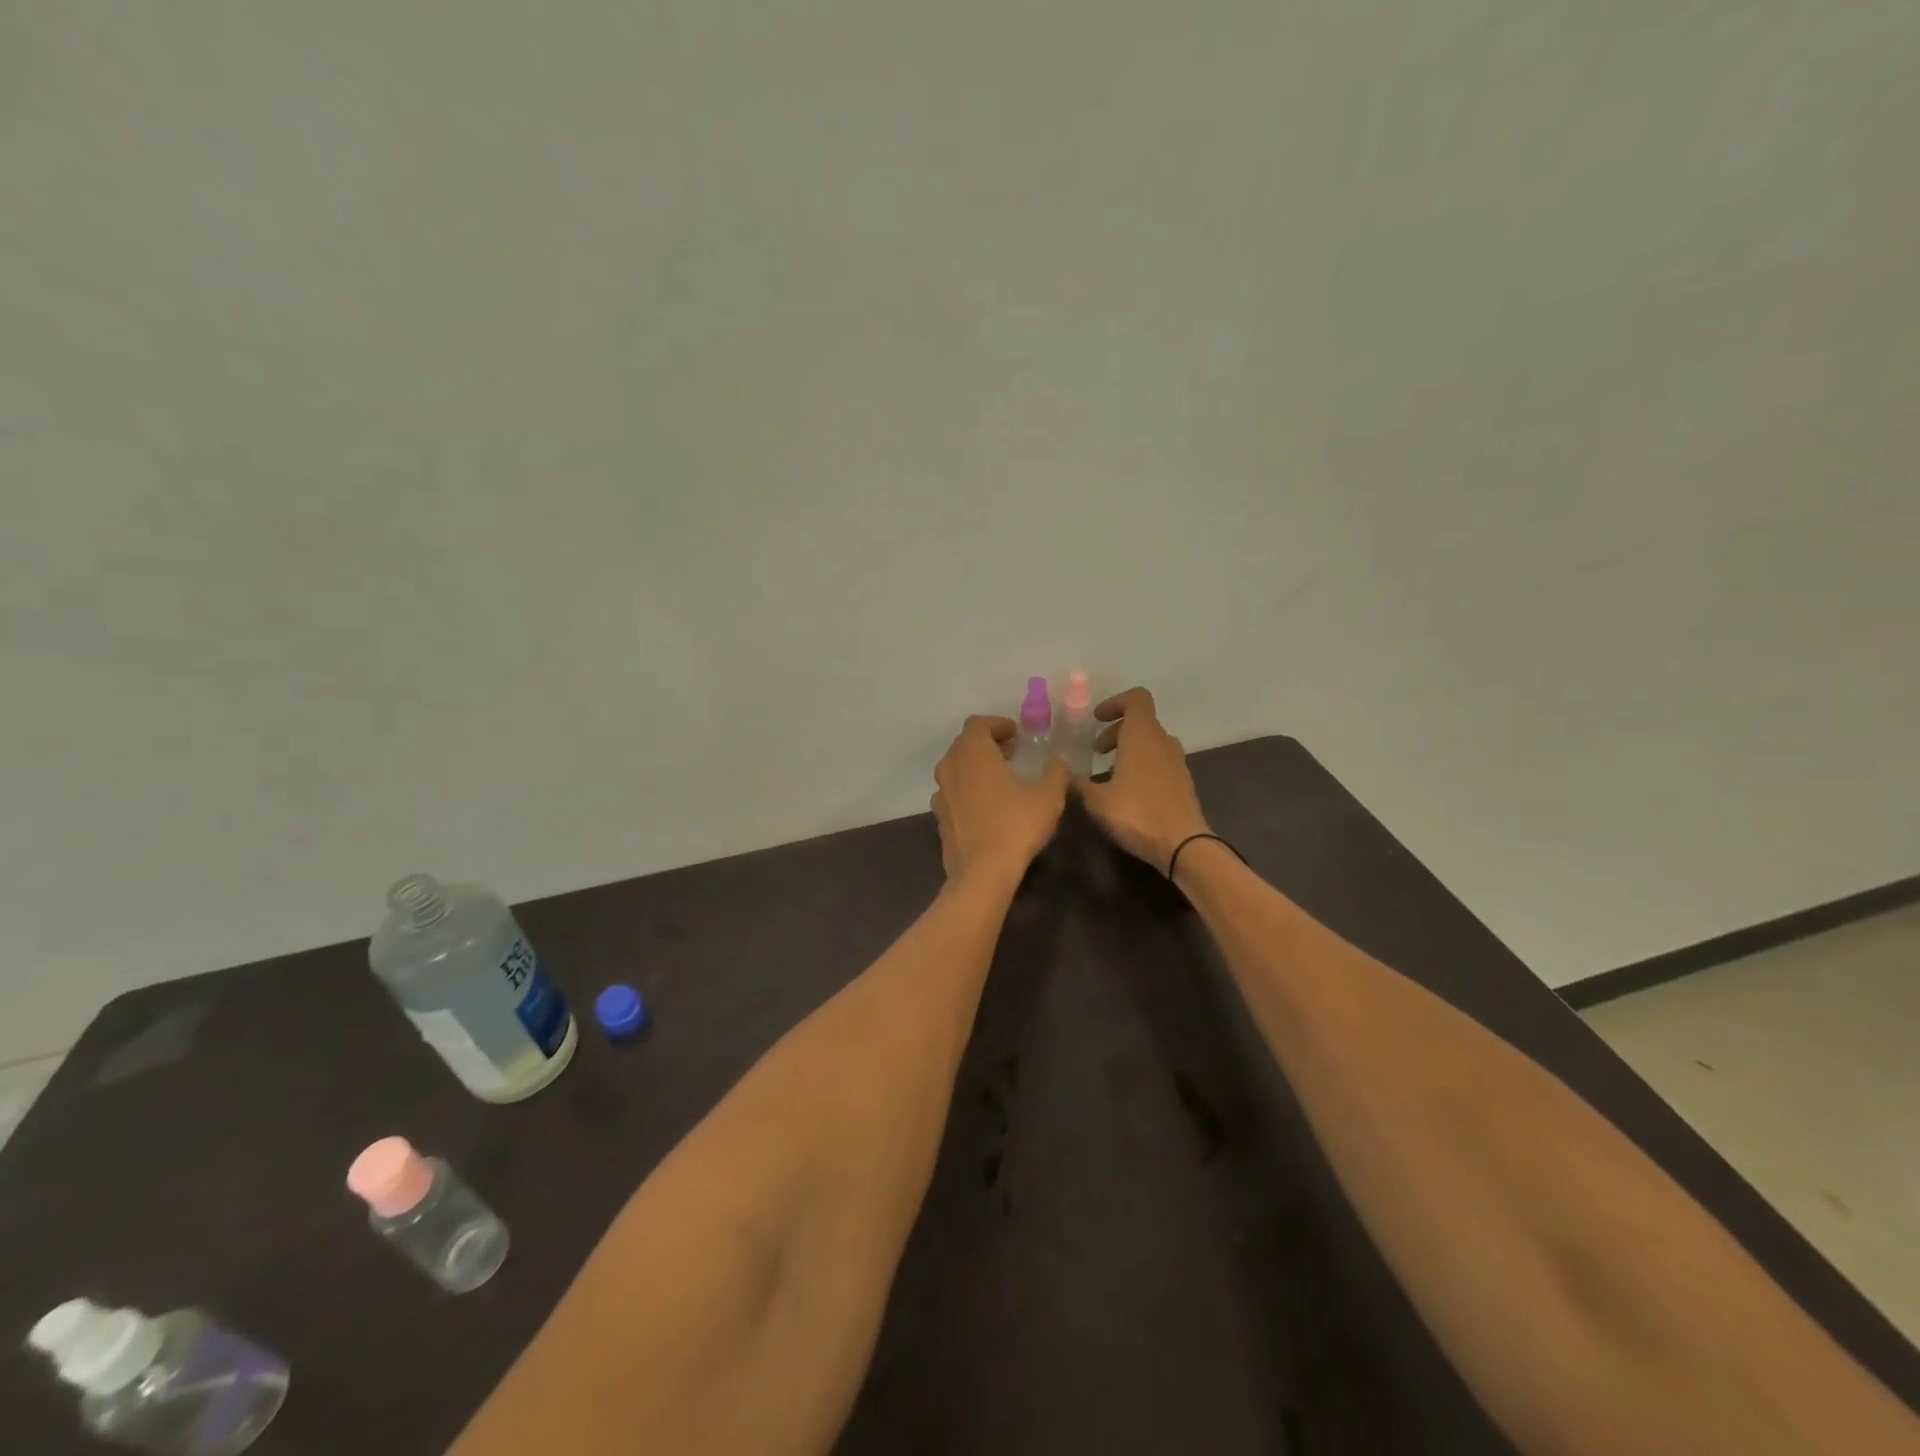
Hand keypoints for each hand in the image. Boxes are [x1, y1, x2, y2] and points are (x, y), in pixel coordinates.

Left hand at [930, 716, 1068, 880]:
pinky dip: (968, 791)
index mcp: (973, 753)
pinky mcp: (939, 818)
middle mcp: (950, 767)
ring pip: (956, 770)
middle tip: (1012, 754)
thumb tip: (1059, 758)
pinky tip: (988, 807)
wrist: (982, 872)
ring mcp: (941, 794)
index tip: (1016, 734)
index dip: (998, 725)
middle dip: (988, 745)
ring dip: (976, 768)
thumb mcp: (1048, 796)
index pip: (978, 724)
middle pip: (965, 745)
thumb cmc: (1016, 825)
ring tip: (1001, 780)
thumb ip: (1055, 771)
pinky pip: (953, 794)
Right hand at [1076, 687, 1210, 873]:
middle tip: (1096, 751)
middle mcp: (1163, 742)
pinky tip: (1128, 792)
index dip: (1115, 703)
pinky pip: (1159, 761)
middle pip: (1141, 722)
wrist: (1183, 845)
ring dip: (1129, 749)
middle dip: (1116, 731)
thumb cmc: (1137, 814)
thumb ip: (1078, 784)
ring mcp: (1177, 762)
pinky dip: (1142, 765)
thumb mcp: (1097, 801)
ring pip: (1151, 742)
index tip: (1097, 719)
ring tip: (1108, 773)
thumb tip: (1063, 773)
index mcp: (1142, 736)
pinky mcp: (1183, 782)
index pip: (1136, 699)